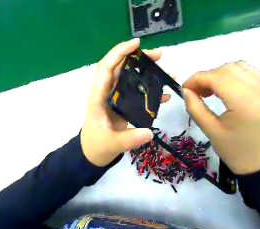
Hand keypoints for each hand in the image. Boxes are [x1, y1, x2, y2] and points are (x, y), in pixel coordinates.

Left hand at [80, 37, 168, 165]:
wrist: (93, 153)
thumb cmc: (97, 146)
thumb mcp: (112, 144)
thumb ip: (129, 139)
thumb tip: (149, 132)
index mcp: (98, 98)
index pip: (106, 68)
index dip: (118, 53)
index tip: (136, 44)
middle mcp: (105, 94)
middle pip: (120, 69)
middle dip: (138, 58)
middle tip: (159, 56)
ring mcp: (114, 99)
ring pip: (128, 78)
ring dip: (145, 72)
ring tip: (166, 71)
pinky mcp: (121, 106)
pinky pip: (135, 93)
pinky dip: (148, 90)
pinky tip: (163, 94)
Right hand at [181, 61, 259, 174]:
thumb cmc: (234, 150)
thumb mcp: (209, 130)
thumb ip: (194, 107)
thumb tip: (185, 90)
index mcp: (248, 105)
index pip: (218, 77)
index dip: (197, 79)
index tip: (184, 88)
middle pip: (229, 69)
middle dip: (206, 76)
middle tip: (194, 90)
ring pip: (239, 67)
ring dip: (218, 75)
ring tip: (207, 90)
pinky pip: (250, 73)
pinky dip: (231, 77)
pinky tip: (223, 89)